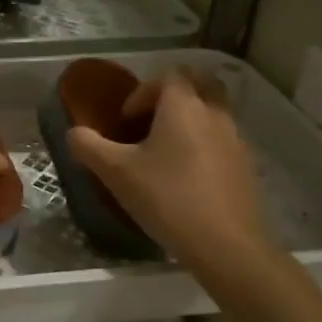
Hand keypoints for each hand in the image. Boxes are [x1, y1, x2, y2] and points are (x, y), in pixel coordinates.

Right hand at [66, 71, 274, 266]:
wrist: (225, 246)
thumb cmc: (166, 198)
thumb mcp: (115, 172)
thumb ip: (88, 146)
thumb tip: (75, 133)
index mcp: (183, 106)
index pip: (167, 76)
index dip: (142, 92)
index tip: (126, 121)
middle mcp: (214, 114)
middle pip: (199, 84)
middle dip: (173, 96)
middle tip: (150, 122)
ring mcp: (236, 140)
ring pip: (213, 113)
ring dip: (189, 122)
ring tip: (165, 153)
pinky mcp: (246, 167)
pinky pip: (222, 141)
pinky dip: (204, 146)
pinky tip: (186, 178)